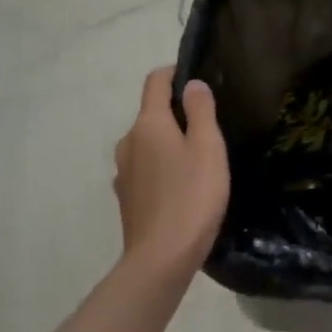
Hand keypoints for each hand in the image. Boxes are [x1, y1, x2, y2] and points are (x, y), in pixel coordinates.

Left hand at [113, 68, 229, 277]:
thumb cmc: (191, 196)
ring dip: (168, 142)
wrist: (161, 259)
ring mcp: (123, 172)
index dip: (174, 72)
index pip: (154, 82)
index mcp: (147, 124)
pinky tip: (182, 186)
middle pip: (150, 113)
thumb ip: (200, 110)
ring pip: (147, 143)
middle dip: (175, 112)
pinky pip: (145, 169)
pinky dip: (161, 167)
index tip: (196, 77)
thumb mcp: (208, 147)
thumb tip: (192, 84)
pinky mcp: (126, 198)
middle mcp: (128, 142)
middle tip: (208, 125)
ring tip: (198, 157)